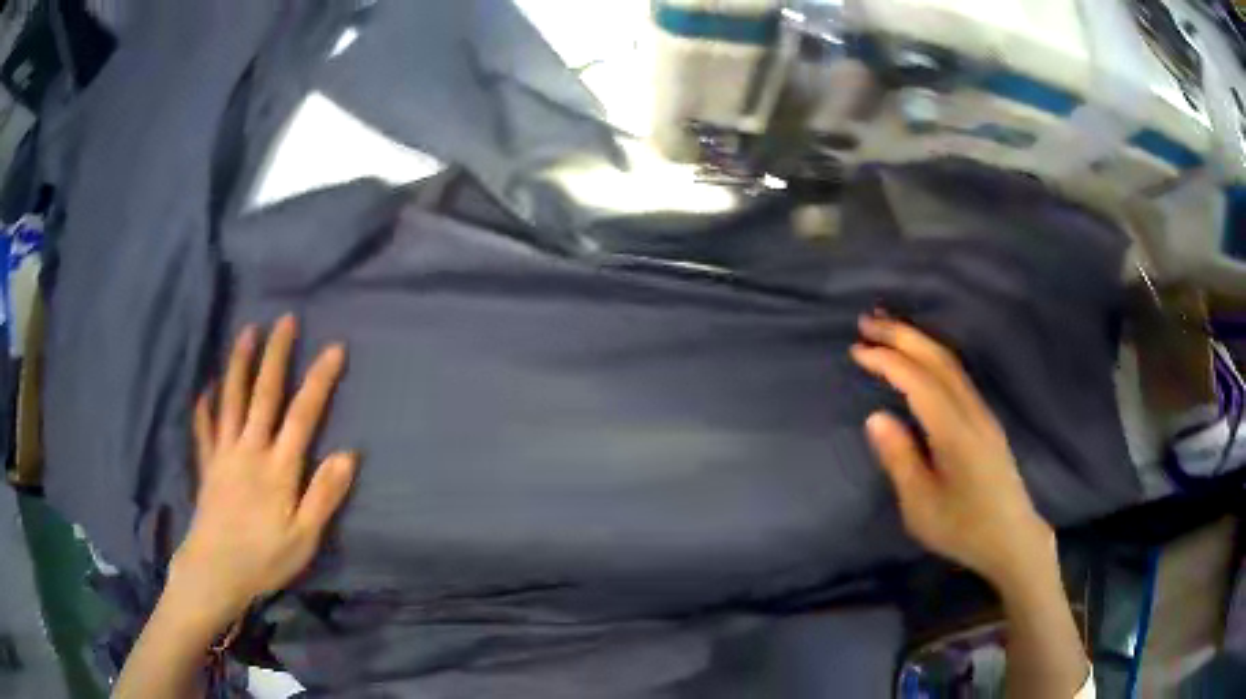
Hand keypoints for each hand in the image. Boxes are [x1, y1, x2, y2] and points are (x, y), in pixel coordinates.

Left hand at [169, 315, 356, 628]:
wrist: (215, 572)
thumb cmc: (264, 558)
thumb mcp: (304, 538)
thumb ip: (324, 495)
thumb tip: (348, 455)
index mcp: (278, 468)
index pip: (303, 415)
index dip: (319, 380)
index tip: (334, 348)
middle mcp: (250, 450)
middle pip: (264, 394)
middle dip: (276, 354)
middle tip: (285, 320)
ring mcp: (224, 454)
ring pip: (231, 399)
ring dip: (240, 364)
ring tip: (247, 332)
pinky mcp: (207, 465)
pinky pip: (204, 428)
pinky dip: (205, 405)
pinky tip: (206, 388)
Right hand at [851, 314, 1054, 586]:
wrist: (1012, 538)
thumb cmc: (963, 528)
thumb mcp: (921, 506)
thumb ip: (900, 459)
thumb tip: (876, 416)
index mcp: (955, 432)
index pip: (919, 382)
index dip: (887, 361)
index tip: (856, 349)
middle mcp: (972, 412)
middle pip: (938, 360)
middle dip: (902, 335)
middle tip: (866, 320)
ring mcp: (983, 413)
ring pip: (950, 363)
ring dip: (918, 341)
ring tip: (887, 330)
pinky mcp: (986, 420)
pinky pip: (957, 375)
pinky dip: (932, 356)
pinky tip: (919, 358)